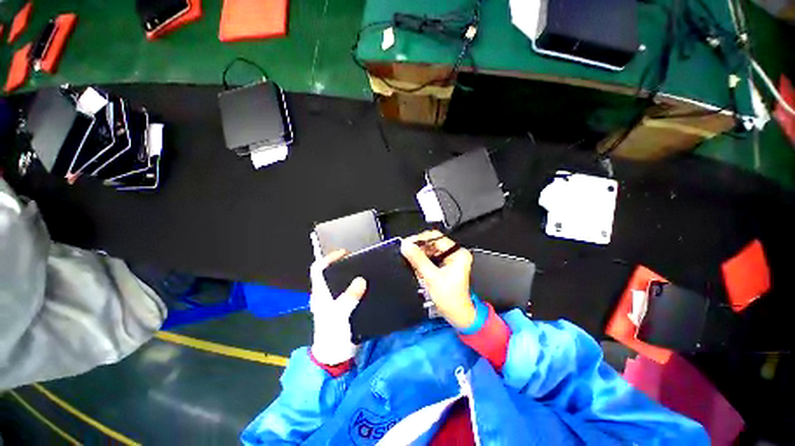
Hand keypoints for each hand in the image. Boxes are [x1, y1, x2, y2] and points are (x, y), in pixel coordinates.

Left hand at [309, 250, 366, 365]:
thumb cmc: (333, 336)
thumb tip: (360, 280)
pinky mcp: (342, 308)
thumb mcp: (340, 315)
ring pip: (339, 281)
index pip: (317, 269)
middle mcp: (325, 295)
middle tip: (358, 260)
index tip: (345, 253)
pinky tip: (366, 286)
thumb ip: (349, 298)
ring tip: (364, 270)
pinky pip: (348, 291)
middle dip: (342, 263)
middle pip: (329, 273)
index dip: (328, 258)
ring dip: (349, 274)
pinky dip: (355, 285)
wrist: (336, 357)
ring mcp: (333, 302)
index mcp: (320, 294)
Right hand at [401, 231, 475, 329]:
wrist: (457, 314)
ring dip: (419, 258)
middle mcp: (455, 253)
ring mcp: (449, 259)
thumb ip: (418, 260)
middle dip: (419, 250)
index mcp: (457, 253)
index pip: (436, 237)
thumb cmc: (451, 298)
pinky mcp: (444, 265)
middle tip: (407, 254)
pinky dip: (422, 263)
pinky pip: (430, 258)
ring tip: (414, 266)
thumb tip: (406, 246)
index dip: (420, 239)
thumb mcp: (432, 277)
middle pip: (432, 244)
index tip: (407, 244)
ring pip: (429, 251)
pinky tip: (418, 270)